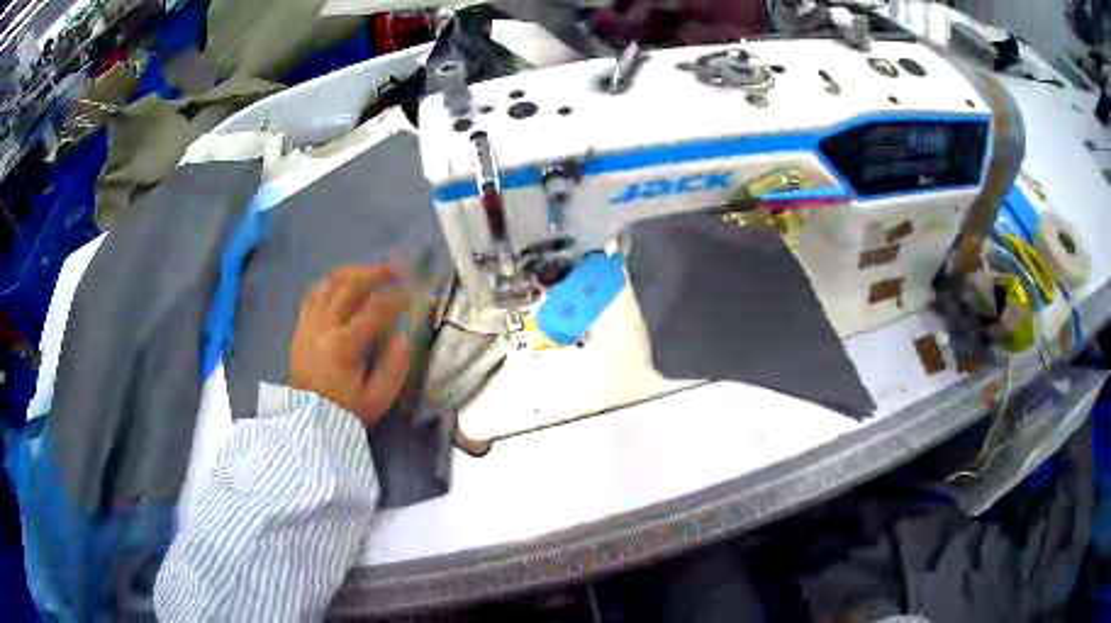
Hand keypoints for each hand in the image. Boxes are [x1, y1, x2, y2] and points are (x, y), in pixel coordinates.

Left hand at [290, 265, 411, 426]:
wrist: (309, 418)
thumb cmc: (346, 409)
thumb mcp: (378, 399)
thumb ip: (394, 369)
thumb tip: (403, 338)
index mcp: (344, 346)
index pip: (374, 310)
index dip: (397, 297)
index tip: (413, 291)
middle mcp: (324, 326)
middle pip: (349, 285)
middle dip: (376, 273)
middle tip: (396, 271)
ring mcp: (310, 322)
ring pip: (330, 283)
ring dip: (354, 273)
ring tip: (372, 273)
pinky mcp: (302, 324)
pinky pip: (315, 293)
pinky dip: (331, 283)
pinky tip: (344, 284)